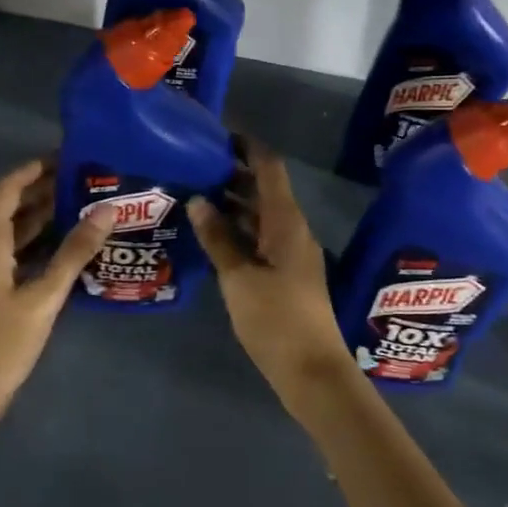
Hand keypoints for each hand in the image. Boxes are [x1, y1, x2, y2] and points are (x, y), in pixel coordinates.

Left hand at [0, 159, 111, 427]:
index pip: (7, 190)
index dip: (33, 170)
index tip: (65, 157)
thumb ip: (75, 251)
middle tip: (82, 180)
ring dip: (40, 216)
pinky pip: (11, 252)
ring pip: (11, 231)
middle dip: (42, 191)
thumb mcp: (44, 295)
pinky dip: (35, 241)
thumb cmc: (2, 341)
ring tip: (80, 205)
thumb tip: (106, 210)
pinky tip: (64, 246)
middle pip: (9, 207)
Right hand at [189, 140, 354, 409]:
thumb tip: (198, 200)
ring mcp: (292, 252)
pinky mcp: (286, 274)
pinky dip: (239, 228)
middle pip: (265, 189)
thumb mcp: (239, 277)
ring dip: (233, 202)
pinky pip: (261, 236)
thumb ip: (218, 238)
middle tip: (195, 164)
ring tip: (196, 193)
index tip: (218, 133)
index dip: (247, 146)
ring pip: (262, 214)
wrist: (312, 372)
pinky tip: (212, 234)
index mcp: (286, 221)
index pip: (269, 167)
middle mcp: (293, 229)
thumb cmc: (276, 319)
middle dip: (233, 173)